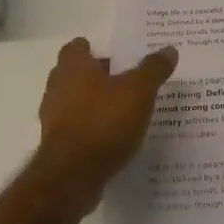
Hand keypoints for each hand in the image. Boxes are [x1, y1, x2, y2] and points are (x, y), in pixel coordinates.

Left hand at [31, 38, 178, 215]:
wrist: (73, 176)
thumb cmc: (104, 121)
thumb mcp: (139, 91)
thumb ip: (153, 69)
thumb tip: (169, 49)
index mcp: (73, 67)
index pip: (77, 47)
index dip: (95, 49)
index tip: (118, 56)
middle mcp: (57, 87)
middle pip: (76, 74)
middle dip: (99, 77)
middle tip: (128, 81)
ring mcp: (54, 118)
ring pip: (76, 102)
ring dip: (96, 104)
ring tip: (125, 111)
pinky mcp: (58, 145)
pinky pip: (78, 128)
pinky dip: (93, 129)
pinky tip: (115, 137)